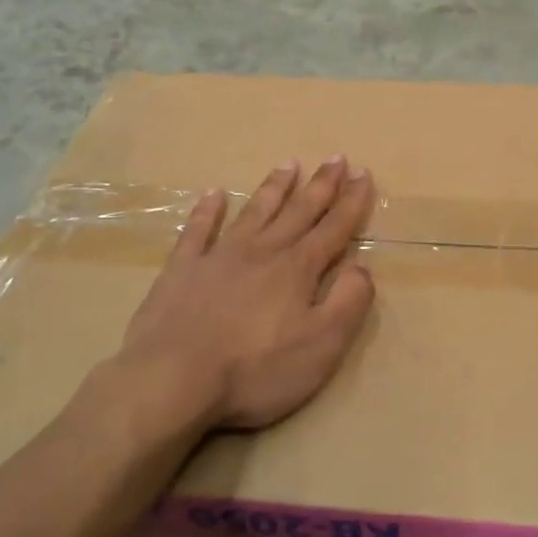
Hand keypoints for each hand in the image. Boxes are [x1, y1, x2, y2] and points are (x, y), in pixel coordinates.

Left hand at [118, 158, 376, 430]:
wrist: (173, 378)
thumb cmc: (255, 368)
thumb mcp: (322, 345)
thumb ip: (349, 302)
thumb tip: (362, 267)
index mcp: (298, 269)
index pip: (334, 228)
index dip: (352, 202)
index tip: (363, 173)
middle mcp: (262, 251)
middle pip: (298, 211)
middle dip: (321, 185)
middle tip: (336, 158)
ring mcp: (219, 256)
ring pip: (254, 212)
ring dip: (274, 187)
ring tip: (289, 163)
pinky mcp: (182, 269)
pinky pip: (198, 230)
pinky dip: (207, 210)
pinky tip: (213, 194)